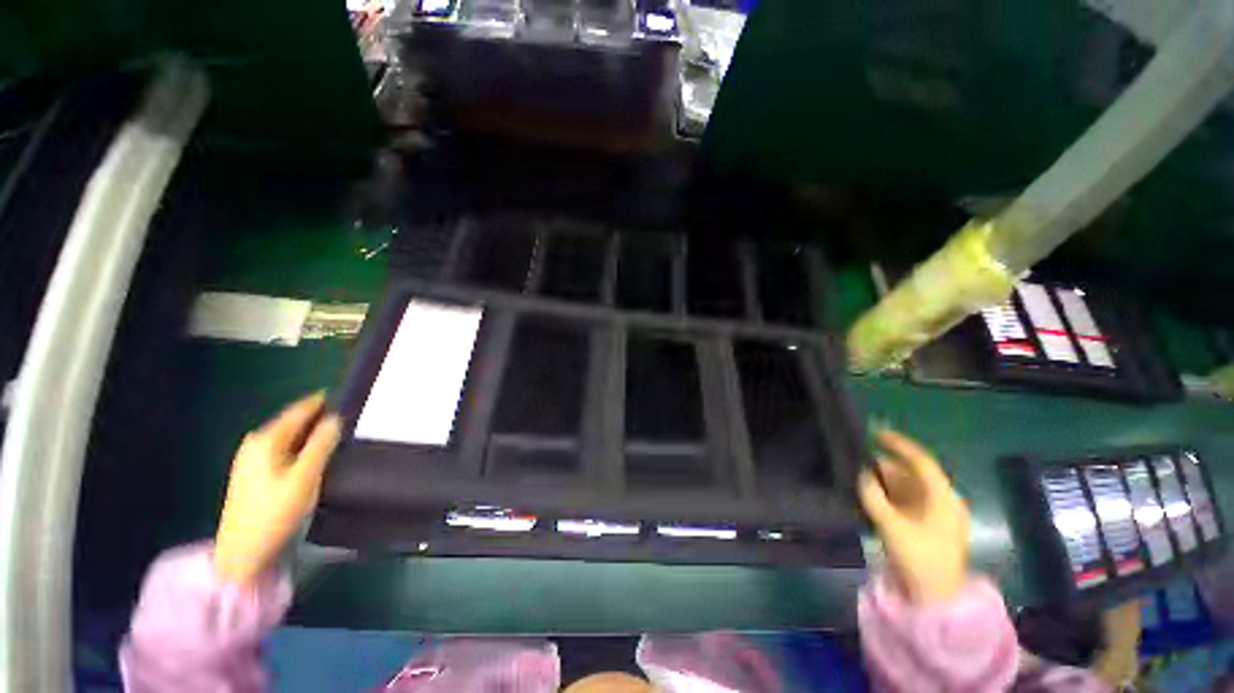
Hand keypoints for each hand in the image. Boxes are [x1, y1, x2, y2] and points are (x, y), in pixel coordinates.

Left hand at [214, 392, 342, 586]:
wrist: (242, 551)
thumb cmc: (275, 511)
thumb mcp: (305, 477)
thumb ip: (321, 444)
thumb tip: (336, 418)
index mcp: (267, 440)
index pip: (299, 410)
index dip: (323, 402)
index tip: (348, 397)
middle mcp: (256, 443)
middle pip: (292, 422)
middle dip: (318, 417)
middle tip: (348, 417)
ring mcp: (252, 458)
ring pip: (288, 436)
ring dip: (311, 433)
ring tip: (337, 434)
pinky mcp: (253, 473)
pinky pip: (283, 449)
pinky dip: (301, 446)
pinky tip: (314, 456)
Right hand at [858, 429, 968, 603]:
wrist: (935, 598)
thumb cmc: (920, 559)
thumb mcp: (893, 528)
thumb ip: (874, 497)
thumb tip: (861, 473)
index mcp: (943, 498)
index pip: (921, 462)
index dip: (899, 445)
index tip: (875, 433)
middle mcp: (940, 500)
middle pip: (911, 473)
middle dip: (884, 465)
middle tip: (856, 459)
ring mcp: (933, 513)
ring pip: (905, 486)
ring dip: (882, 480)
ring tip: (857, 474)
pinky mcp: (923, 523)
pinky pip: (903, 499)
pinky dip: (886, 493)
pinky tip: (868, 493)